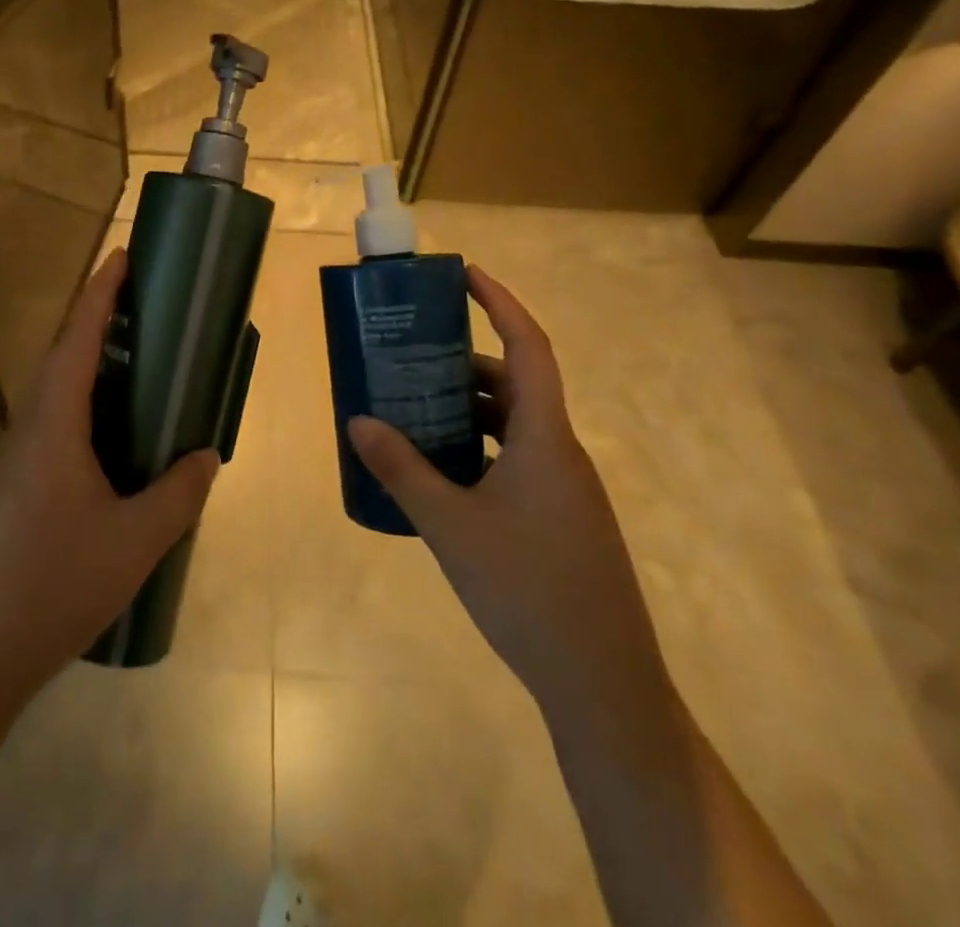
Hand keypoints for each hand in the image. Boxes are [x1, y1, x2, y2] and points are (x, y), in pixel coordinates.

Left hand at [0, 249, 219, 706]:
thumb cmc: (54, 585)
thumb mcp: (135, 541)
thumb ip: (178, 494)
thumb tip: (207, 455)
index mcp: (53, 424)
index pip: (78, 338)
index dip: (101, 293)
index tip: (123, 256)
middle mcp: (27, 428)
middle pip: (63, 357)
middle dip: (99, 323)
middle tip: (145, 308)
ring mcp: (14, 459)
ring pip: (55, 394)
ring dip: (90, 367)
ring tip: (137, 366)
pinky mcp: (11, 487)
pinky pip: (52, 426)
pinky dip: (83, 408)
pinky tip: (111, 439)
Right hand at [348, 265, 666, 714]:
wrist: (602, 684)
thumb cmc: (527, 591)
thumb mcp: (450, 526)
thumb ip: (402, 469)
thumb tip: (357, 420)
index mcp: (544, 438)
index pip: (529, 347)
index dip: (501, 303)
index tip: (465, 275)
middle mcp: (560, 451)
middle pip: (515, 384)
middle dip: (464, 363)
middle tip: (411, 357)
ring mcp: (563, 486)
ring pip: (514, 425)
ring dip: (468, 410)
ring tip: (413, 409)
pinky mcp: (559, 516)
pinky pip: (515, 458)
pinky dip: (478, 447)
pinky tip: (440, 471)